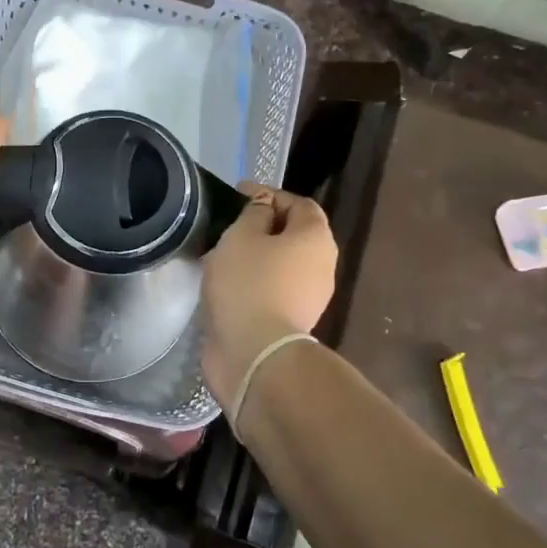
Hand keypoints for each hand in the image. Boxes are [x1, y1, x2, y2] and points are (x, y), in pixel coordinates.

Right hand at [200, 183, 337, 412]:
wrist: (254, 352)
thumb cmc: (248, 284)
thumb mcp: (241, 236)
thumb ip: (253, 213)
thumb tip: (263, 208)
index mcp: (315, 237)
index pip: (299, 203)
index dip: (269, 195)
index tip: (237, 195)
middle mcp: (322, 264)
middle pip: (294, 234)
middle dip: (263, 226)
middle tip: (229, 225)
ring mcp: (311, 296)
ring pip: (283, 263)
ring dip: (257, 256)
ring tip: (223, 255)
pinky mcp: (293, 320)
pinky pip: (274, 288)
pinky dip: (255, 281)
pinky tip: (229, 284)